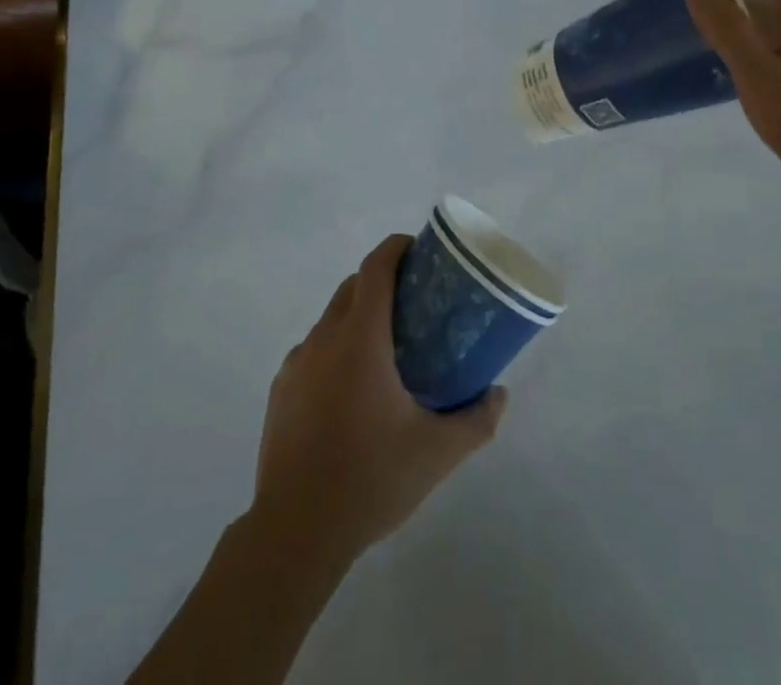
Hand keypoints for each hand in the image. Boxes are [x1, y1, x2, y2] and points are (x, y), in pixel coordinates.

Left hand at [252, 234, 505, 561]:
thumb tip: (500, 394)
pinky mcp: (280, 390)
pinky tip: (351, 392)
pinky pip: (313, 352)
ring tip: (386, 350)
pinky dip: (335, 351)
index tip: (418, 250)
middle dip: (381, 281)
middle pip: (352, 287)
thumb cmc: (370, 478)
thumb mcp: (437, 452)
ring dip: (357, 317)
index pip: (375, 268)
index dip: (395, 248)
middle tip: (414, 303)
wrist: (295, 531)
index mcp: (360, 339)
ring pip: (330, 319)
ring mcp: (296, 364)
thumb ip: (476, 419)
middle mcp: (324, 339)